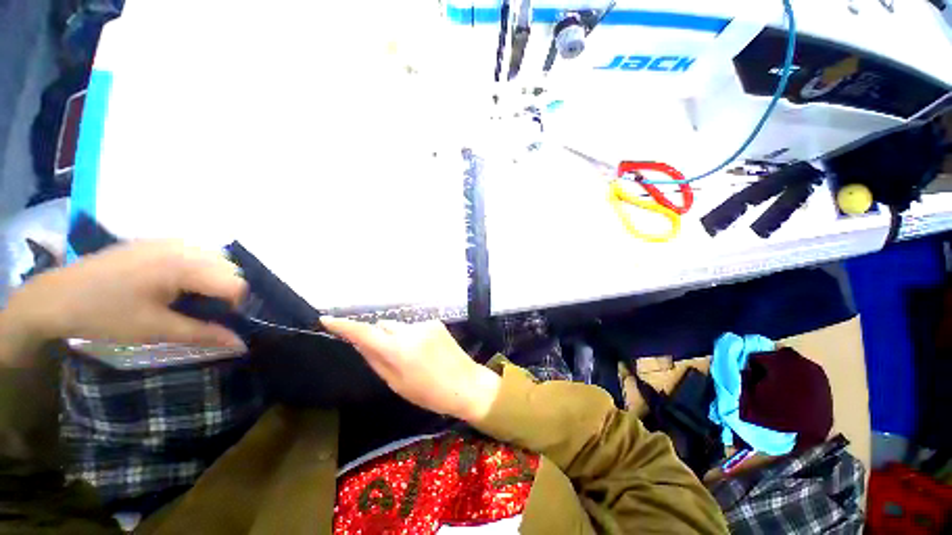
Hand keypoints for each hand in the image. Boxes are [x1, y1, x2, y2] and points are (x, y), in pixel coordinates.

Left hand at [4, 240, 246, 357]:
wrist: (57, 296)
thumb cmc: (106, 315)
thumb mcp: (155, 330)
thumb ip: (203, 334)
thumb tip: (241, 344)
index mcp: (184, 266)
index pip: (236, 284)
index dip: (231, 306)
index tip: (208, 320)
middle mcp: (184, 247)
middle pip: (230, 270)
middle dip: (223, 291)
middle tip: (195, 309)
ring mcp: (170, 241)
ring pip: (217, 260)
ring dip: (211, 279)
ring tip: (184, 296)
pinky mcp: (158, 241)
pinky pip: (197, 253)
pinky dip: (197, 269)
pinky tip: (172, 283)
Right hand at [321, 318, 501, 422]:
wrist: (466, 384)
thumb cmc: (429, 393)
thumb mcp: (397, 384)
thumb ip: (376, 360)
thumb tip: (360, 343)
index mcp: (398, 350)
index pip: (364, 333)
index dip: (344, 326)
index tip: (327, 319)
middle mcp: (410, 331)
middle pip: (383, 326)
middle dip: (379, 337)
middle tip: (389, 357)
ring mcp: (425, 324)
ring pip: (399, 327)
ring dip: (398, 337)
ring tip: (413, 357)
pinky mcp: (436, 322)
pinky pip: (415, 327)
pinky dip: (413, 336)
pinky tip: (426, 351)